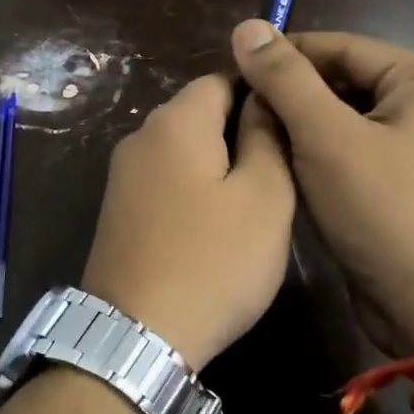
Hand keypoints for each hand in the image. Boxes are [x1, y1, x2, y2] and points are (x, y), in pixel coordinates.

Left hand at [82, 75, 295, 370]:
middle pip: (199, 112)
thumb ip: (267, 136)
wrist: (137, 335)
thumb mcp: (264, 196)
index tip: (295, 122)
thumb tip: (263, 98)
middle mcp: (140, 137)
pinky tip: (216, 222)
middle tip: (284, 166)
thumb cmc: (213, 261)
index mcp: (175, 122)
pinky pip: (165, 180)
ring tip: (256, 197)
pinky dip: (194, 188)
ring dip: (219, 162)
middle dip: (241, 129)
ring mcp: (122, 176)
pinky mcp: (118, 211)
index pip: (223, 77)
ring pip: (183, 150)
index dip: (262, 92)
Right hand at [231, 21, 413, 354]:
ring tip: (254, 138)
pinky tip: (285, 169)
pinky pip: (356, 154)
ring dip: (302, 128)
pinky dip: (321, 157)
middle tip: (239, 109)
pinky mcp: (408, 186)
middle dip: (293, 95)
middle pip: (346, 83)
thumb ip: (285, 79)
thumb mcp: (327, 137)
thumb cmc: (385, 212)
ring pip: (347, 121)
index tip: (233, 69)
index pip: (343, 47)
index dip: (285, 55)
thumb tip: (246, 27)